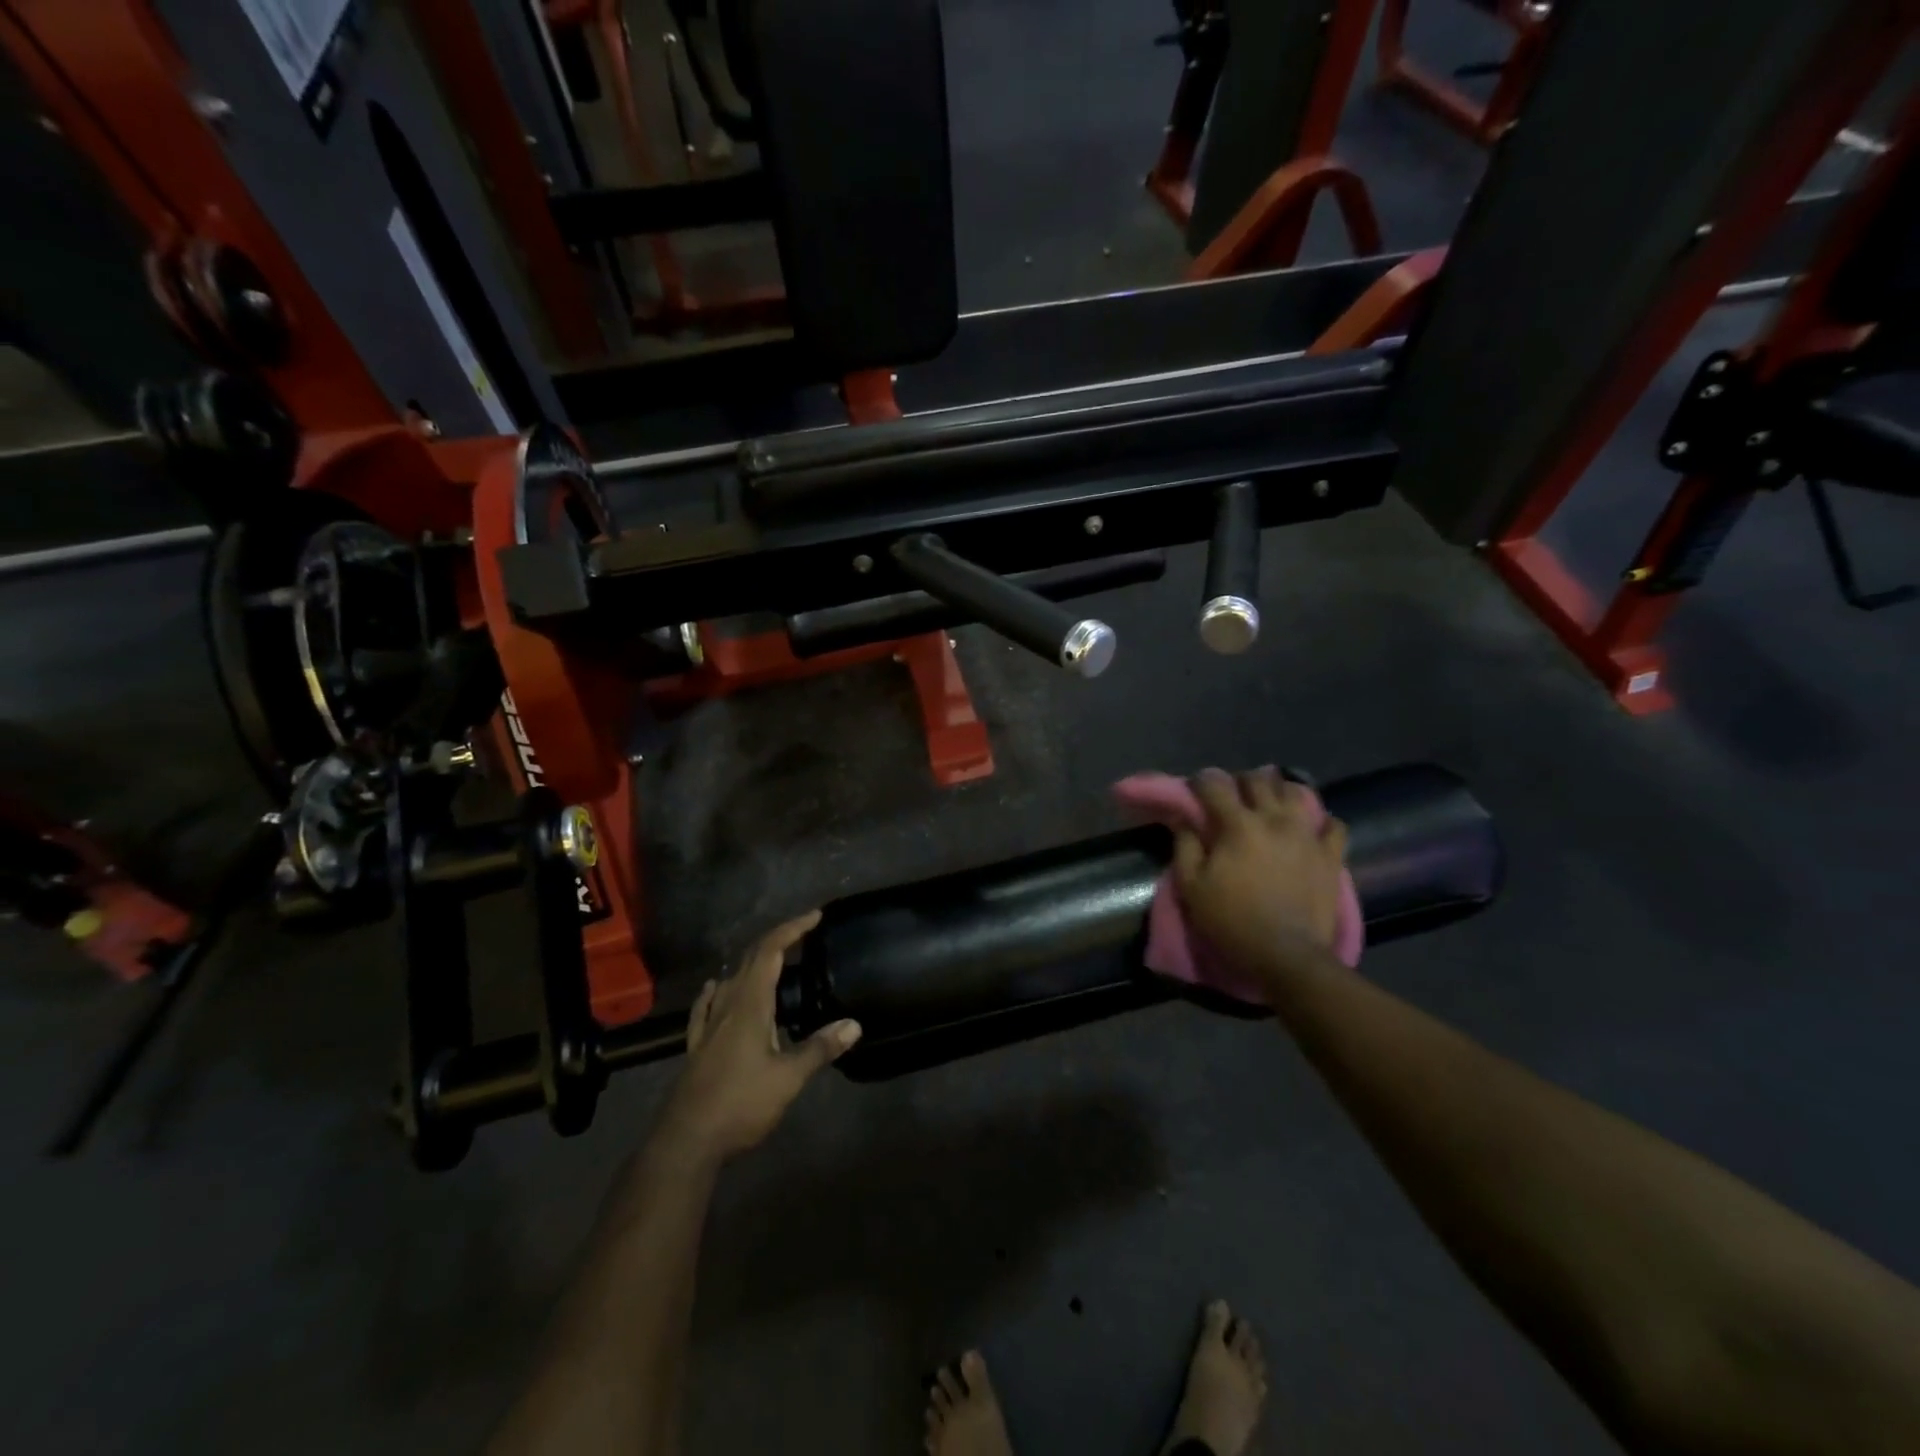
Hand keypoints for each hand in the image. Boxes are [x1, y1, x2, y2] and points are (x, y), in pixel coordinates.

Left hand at [660, 910, 860, 1162]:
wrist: (686, 1141)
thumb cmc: (740, 1104)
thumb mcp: (788, 1078)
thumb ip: (819, 1048)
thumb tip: (854, 1025)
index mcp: (750, 1004)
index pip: (770, 951)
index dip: (792, 929)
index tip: (815, 916)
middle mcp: (727, 1006)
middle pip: (750, 960)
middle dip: (778, 940)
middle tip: (804, 934)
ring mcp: (708, 1026)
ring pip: (730, 980)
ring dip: (753, 963)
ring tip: (774, 962)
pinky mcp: (698, 1046)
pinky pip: (707, 1005)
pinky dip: (717, 989)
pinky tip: (715, 988)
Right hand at [1172, 768, 1348, 991]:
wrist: (1286, 955)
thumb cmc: (1231, 921)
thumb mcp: (1191, 887)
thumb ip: (1185, 845)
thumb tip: (1183, 819)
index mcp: (1237, 824)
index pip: (1215, 785)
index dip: (1201, 781)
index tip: (1195, 788)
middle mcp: (1274, 819)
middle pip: (1259, 780)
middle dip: (1241, 781)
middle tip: (1232, 796)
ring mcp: (1307, 835)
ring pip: (1296, 792)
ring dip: (1279, 791)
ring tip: (1270, 804)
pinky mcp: (1331, 855)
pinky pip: (1333, 825)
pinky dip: (1320, 821)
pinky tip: (1309, 829)